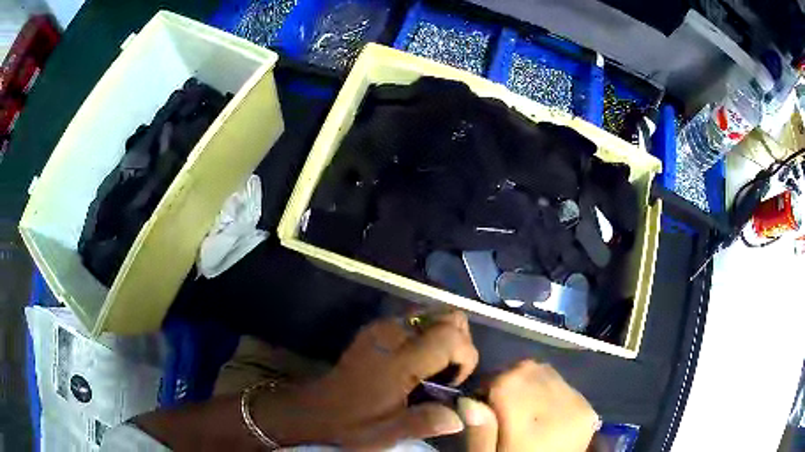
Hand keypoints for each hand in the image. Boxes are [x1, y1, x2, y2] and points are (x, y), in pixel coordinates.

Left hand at [253, 311, 478, 449]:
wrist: (314, 410)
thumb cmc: (350, 423)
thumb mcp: (386, 433)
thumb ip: (424, 422)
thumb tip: (461, 418)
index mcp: (397, 361)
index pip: (450, 336)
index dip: (467, 356)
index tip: (455, 384)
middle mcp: (392, 335)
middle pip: (447, 315)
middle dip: (461, 342)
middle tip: (449, 374)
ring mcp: (382, 327)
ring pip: (433, 312)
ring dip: (446, 337)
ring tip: (436, 369)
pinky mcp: (376, 329)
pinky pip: (416, 319)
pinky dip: (429, 334)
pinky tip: (419, 363)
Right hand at [463, 360, 598, 451]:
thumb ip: (480, 434)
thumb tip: (470, 401)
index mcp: (533, 425)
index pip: (508, 378)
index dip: (488, 386)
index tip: (481, 405)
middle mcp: (563, 408)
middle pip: (528, 369)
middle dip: (508, 381)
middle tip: (499, 407)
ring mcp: (581, 405)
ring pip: (545, 372)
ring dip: (528, 384)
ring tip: (521, 411)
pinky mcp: (589, 408)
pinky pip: (561, 384)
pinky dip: (546, 391)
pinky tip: (541, 414)